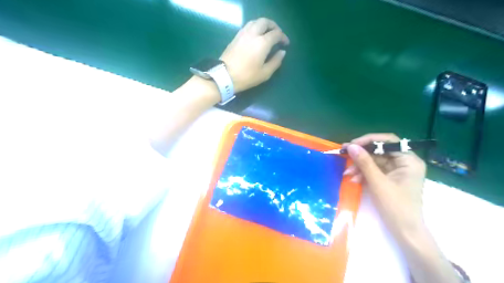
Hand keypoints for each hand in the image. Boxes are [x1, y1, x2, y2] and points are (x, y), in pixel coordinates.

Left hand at [221, 17, 291, 92]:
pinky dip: (255, 27)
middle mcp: (253, 34)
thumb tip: (282, 52)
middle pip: (265, 22)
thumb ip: (276, 61)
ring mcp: (243, 34)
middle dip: (274, 26)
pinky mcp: (236, 37)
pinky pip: (248, 26)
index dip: (283, 37)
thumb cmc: (247, 76)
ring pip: (255, 21)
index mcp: (262, 42)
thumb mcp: (265, 73)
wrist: (225, 76)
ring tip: (267, 33)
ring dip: (264, 25)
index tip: (286, 44)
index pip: (276, 33)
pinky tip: (256, 36)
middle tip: (278, 35)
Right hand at [343, 134, 423, 236]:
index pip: (388, 141)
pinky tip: (354, 179)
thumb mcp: (378, 182)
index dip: (369, 140)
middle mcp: (404, 162)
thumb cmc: (396, 206)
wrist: (404, 232)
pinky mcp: (389, 178)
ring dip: (359, 166)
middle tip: (344, 155)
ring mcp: (396, 171)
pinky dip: (363, 174)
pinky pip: (373, 170)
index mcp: (409, 160)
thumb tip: (351, 146)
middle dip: (361, 156)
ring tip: (347, 174)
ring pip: (374, 161)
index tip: (352, 144)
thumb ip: (364, 162)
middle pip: (379, 151)